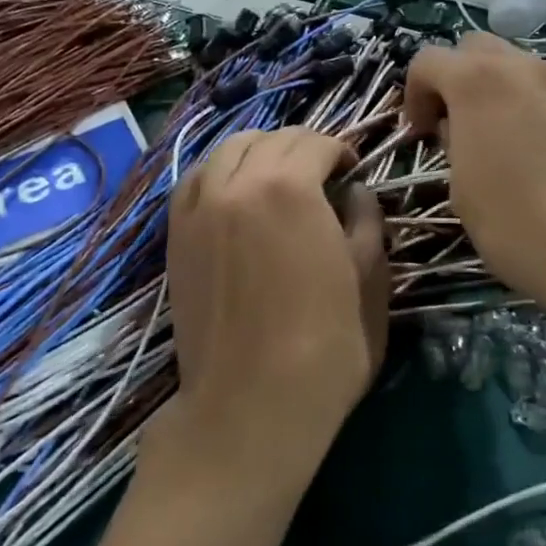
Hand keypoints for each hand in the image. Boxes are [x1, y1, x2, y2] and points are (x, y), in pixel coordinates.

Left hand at [159, 129, 387, 492]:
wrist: (248, 406)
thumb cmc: (325, 347)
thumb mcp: (369, 281)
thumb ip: (366, 223)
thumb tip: (355, 193)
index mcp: (290, 186)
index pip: (316, 142)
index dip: (341, 150)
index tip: (353, 170)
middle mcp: (238, 181)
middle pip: (273, 139)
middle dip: (304, 147)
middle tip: (323, 174)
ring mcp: (200, 205)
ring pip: (229, 149)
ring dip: (261, 151)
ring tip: (278, 177)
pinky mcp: (176, 233)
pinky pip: (196, 178)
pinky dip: (220, 171)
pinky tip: (236, 192)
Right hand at [403, 34, 545, 334]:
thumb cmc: (524, 226)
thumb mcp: (462, 193)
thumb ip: (454, 146)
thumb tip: (463, 131)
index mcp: (477, 82)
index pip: (428, 61)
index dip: (415, 95)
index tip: (422, 136)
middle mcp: (522, 67)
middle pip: (475, 49)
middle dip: (457, 79)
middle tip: (459, 127)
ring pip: (518, 67)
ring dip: (499, 91)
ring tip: (507, 143)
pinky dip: (537, 106)